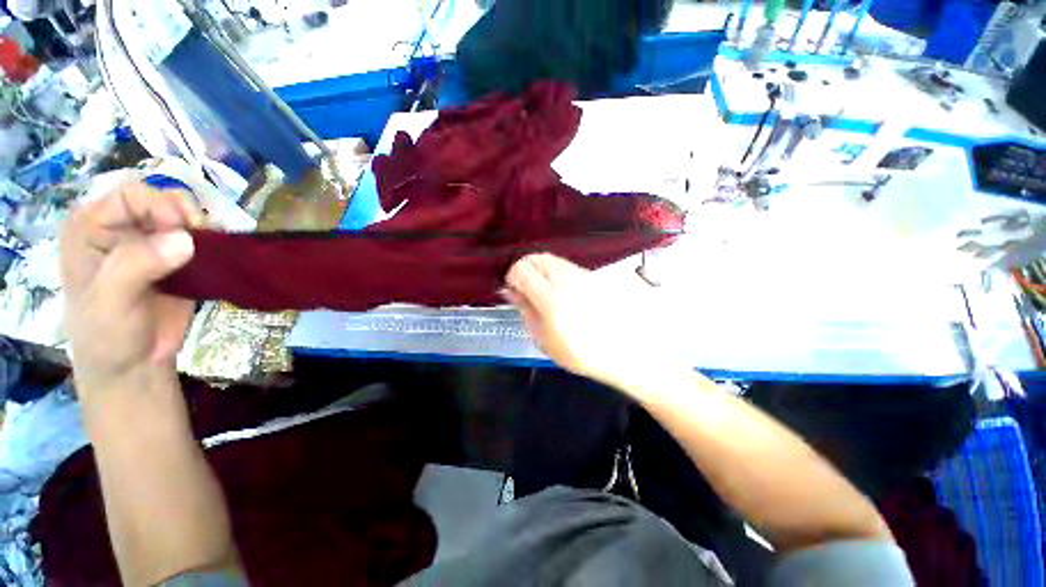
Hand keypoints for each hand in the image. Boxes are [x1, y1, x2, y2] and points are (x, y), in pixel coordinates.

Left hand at [60, 182, 200, 400]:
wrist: (133, 365)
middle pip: (160, 199)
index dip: (160, 206)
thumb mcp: (112, 301)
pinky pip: (198, 239)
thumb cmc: (107, 335)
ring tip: (210, 252)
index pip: (131, 194)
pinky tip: (215, 257)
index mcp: (90, 227)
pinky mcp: (174, 259)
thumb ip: (137, 265)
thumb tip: (185, 239)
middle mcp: (118, 227)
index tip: (184, 232)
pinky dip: (212, 244)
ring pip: (183, 216)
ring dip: (203, 230)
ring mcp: (148, 243)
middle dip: (186, 216)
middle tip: (199, 243)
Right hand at [504, 254, 679, 390]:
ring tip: (547, 292)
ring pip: (554, 259)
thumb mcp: (545, 340)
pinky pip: (569, 266)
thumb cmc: (583, 354)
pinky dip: (559, 273)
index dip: (512, 276)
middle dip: (527, 268)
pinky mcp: (596, 275)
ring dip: (543, 270)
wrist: (629, 351)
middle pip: (538, 257)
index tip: (514, 290)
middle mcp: (568, 280)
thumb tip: (511, 291)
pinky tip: (565, 292)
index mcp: (552, 299)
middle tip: (527, 289)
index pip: (522, 269)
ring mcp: (584, 275)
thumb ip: (526, 311)